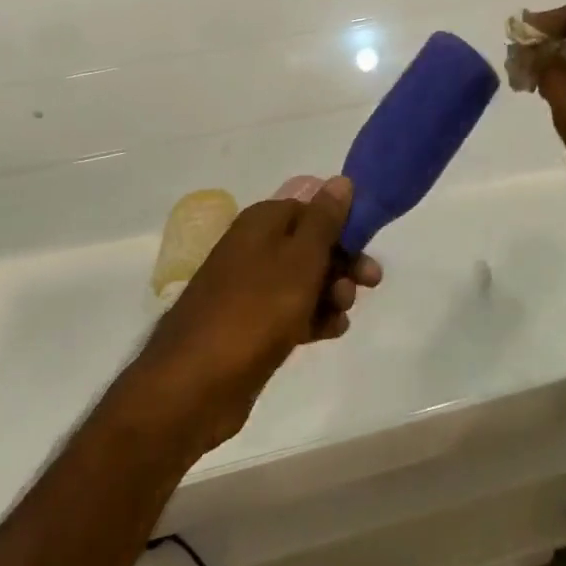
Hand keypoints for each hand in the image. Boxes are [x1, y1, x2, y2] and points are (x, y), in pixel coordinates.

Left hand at [130, 178, 381, 455]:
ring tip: (343, 312)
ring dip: (331, 292)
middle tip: (371, 282)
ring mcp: (250, 288)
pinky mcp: (250, 325)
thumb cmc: (255, 311)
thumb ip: (324, 220)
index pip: (312, 207)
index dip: (344, 224)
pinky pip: (291, 311)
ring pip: (304, 280)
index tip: (369, 245)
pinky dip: (314, 317)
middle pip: (310, 244)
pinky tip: (332, 331)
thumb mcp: (300, 259)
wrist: (194, 385)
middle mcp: (254, 247)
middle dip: (343, 262)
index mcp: (262, 222)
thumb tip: (340, 180)